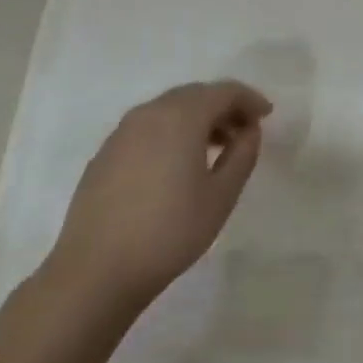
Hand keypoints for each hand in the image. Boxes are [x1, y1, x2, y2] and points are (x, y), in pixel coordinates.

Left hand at [46, 80, 269, 312]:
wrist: (95, 271)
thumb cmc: (169, 231)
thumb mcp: (221, 196)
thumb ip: (242, 155)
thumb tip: (249, 131)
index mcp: (181, 116)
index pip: (223, 91)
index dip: (249, 99)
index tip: (266, 116)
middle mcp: (150, 113)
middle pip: (195, 95)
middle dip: (223, 107)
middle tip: (243, 132)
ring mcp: (122, 132)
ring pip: (169, 110)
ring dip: (196, 119)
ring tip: (214, 150)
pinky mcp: (105, 154)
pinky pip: (148, 128)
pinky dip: (171, 133)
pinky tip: (176, 165)